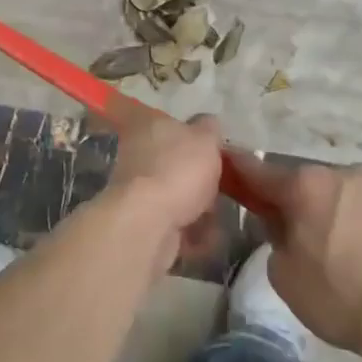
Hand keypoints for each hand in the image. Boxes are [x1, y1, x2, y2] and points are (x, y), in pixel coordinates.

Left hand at [104, 106, 223, 270]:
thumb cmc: (178, 170)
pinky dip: (192, 232)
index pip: (174, 126)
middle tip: (224, 187)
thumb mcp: (205, 138)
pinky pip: (175, 224)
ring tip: (219, 216)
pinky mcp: (142, 223)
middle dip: (199, 178)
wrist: (148, 222)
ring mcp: (138, 191)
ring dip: (198, 207)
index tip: (218, 153)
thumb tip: (209, 123)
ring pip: (175, 195)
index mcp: (148, 127)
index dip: (197, 139)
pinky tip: (210, 237)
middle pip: (175, 163)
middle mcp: (138, 155)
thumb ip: (209, 129)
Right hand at [233, 157, 361, 361]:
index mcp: (308, 187)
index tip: (230, 164)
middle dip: (314, 209)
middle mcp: (349, 173)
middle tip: (320, 247)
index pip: (261, 172)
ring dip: (356, 218)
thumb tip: (285, 226)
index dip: (242, 171)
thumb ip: (277, 241)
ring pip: (361, 198)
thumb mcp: (288, 280)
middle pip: (319, 187)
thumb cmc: (346, 300)